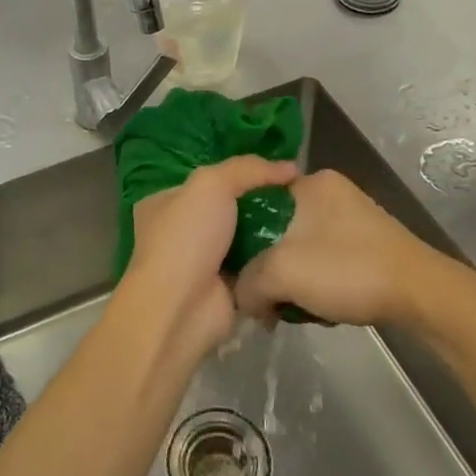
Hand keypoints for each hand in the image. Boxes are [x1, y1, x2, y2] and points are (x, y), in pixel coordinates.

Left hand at [115, 155, 297, 359]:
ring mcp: (202, 262)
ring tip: (308, 218)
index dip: (240, 172)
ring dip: (270, 232)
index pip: (207, 179)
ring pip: (244, 238)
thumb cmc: (187, 237)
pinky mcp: (224, 289)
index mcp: (166, 202)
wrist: (181, 308)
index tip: (278, 169)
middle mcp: (181, 230)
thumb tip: (290, 167)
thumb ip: (248, 168)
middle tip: (299, 195)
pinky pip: (255, 267)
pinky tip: (301, 248)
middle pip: (229, 208)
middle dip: (259, 203)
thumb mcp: (212, 184)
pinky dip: (273, 261)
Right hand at [233, 169, 453, 327]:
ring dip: (295, 280)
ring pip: (301, 249)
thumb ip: (247, 284)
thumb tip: (243, 300)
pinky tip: (323, 307)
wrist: (421, 294)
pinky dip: (318, 283)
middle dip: (271, 267)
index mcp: (309, 183)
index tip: (238, 271)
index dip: (240, 238)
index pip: (255, 202)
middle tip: (269, 297)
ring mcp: (353, 217)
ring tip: (298, 307)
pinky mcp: (369, 243)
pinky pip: (326, 260)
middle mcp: (331, 191)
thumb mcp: (281, 273)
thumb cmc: (347, 270)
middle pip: (278, 229)